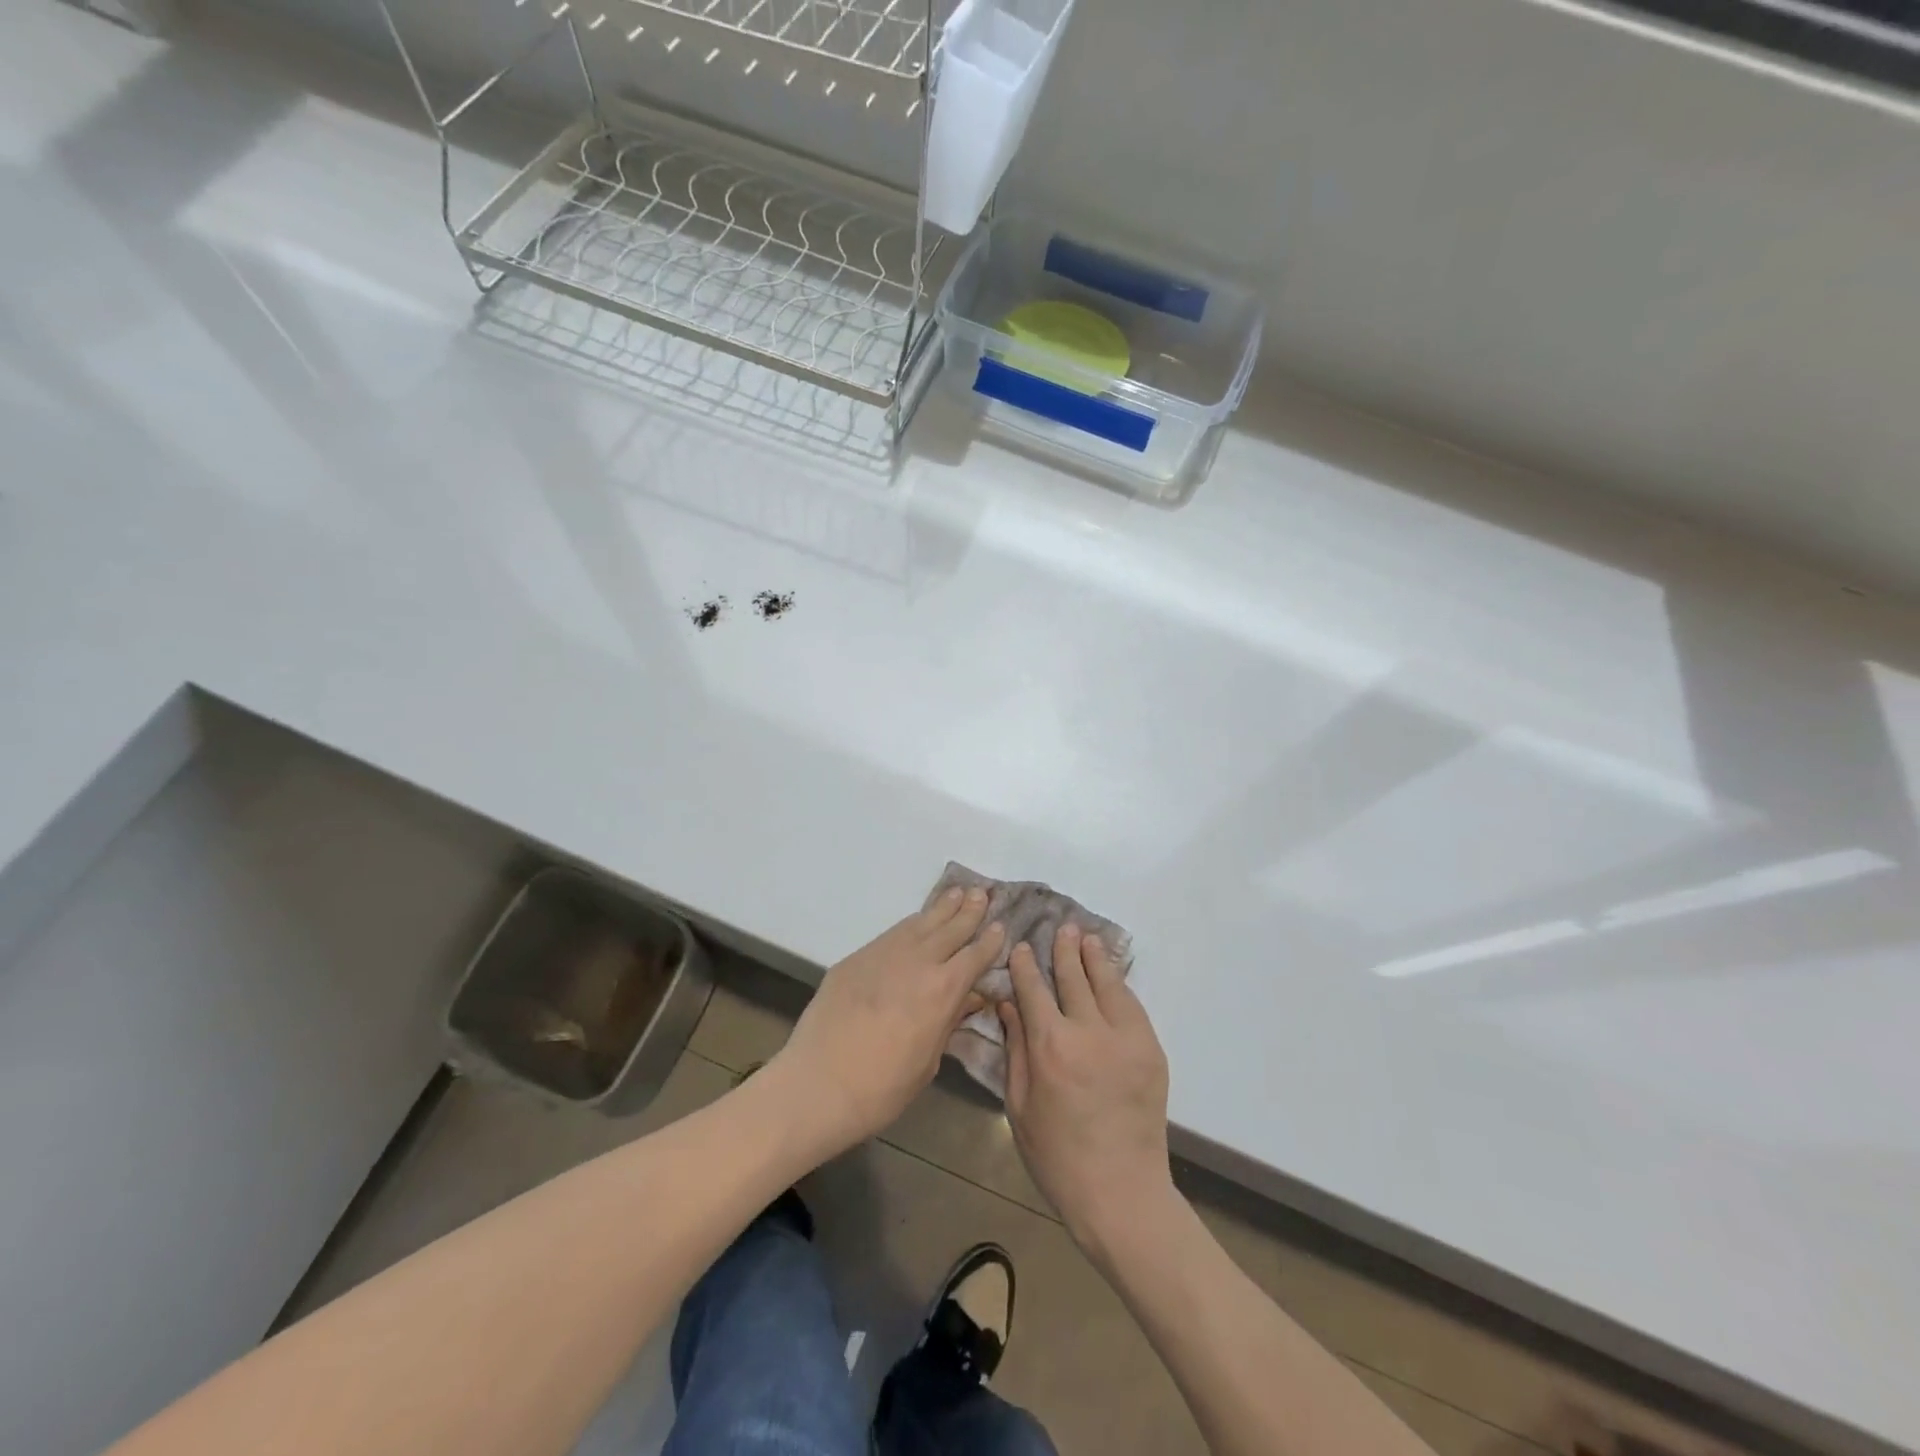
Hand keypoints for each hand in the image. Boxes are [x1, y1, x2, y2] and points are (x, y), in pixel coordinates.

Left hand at [769, 887, 1003, 1156]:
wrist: (818, 1084)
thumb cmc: (882, 1088)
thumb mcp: (928, 1062)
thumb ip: (948, 1022)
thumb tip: (968, 997)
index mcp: (942, 990)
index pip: (975, 956)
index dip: (990, 941)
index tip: (1001, 926)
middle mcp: (917, 962)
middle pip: (950, 929)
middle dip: (969, 911)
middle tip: (982, 893)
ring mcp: (884, 954)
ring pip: (920, 922)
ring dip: (941, 907)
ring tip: (956, 892)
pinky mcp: (857, 957)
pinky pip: (893, 932)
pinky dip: (911, 923)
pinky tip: (917, 920)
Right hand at [998, 924, 1172, 1256]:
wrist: (1120, 1191)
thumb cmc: (1057, 1155)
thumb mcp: (1019, 1104)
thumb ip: (1015, 1049)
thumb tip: (1009, 1005)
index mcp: (1050, 1046)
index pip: (1034, 989)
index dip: (1026, 965)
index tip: (1022, 947)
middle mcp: (1088, 1031)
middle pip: (1074, 977)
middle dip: (1065, 950)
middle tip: (1062, 928)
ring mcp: (1125, 1038)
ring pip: (1108, 984)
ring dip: (1095, 958)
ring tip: (1087, 938)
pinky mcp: (1150, 1050)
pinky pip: (1132, 1006)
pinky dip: (1119, 986)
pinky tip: (1112, 976)